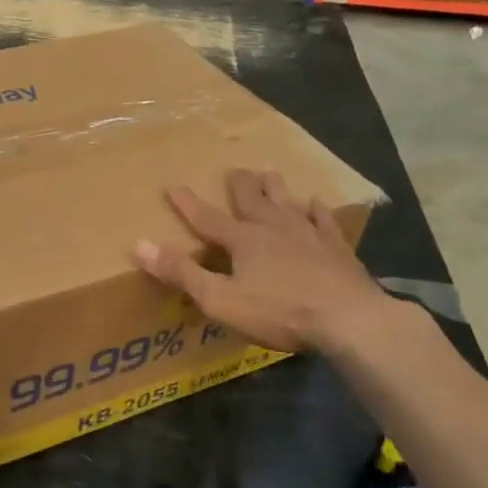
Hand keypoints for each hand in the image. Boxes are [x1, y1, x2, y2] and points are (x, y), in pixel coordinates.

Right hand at [132, 168, 399, 355]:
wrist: (348, 319)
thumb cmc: (279, 312)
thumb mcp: (220, 299)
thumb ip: (181, 273)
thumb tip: (139, 245)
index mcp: (243, 241)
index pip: (207, 219)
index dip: (188, 204)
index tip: (173, 185)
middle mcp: (273, 229)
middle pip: (252, 201)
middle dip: (239, 185)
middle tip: (234, 168)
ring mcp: (308, 235)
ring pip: (287, 203)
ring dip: (275, 188)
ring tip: (269, 171)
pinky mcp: (337, 249)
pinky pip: (324, 221)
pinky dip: (317, 210)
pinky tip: (316, 202)